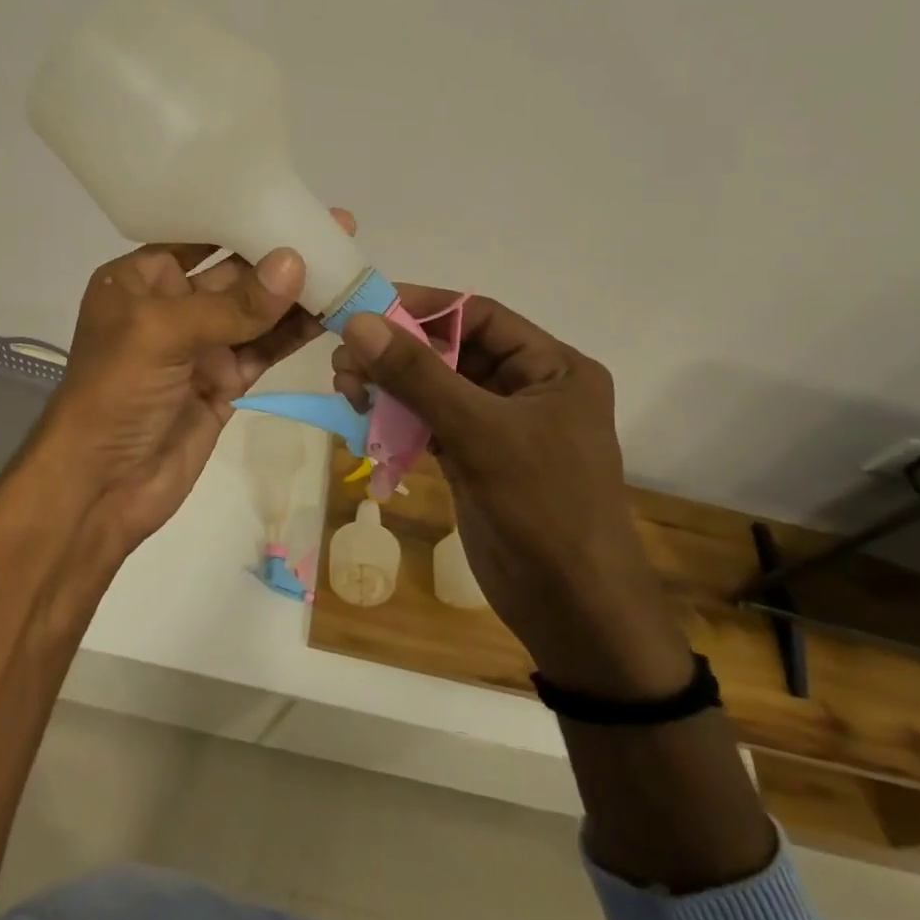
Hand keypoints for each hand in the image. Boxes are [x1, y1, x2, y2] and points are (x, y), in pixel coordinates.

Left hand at [35, 212, 356, 557]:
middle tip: (337, 229)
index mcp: (140, 280)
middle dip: (282, 254)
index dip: (245, 217)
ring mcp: (200, 346)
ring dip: (298, 294)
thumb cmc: (115, 393)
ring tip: (347, 266)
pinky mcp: (224, 382)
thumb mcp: (163, 334)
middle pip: (235, 272)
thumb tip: (295, 263)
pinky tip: (331, 314)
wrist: (100, 487)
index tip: (295, 200)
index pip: (198, 236)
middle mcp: (171, 306)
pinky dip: (295, 334)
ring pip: (257, 312)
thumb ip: (233, 303)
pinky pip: (265, 349)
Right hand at [332, 290, 690, 698]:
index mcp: (552, 368)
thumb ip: (418, 375)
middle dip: (398, 351)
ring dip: (391, 385)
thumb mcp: (479, 432)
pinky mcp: (476, 459)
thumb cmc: (543, 507)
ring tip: (346, 388)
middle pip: (452, 350)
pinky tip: (363, 419)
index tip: (365, 308)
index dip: (422, 307)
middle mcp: (528, 388)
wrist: (574, 612)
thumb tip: (359, 323)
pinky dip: (397, 420)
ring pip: (436, 388)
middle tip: (345, 357)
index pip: (479, 316)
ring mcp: (500, 427)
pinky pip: (430, 423)